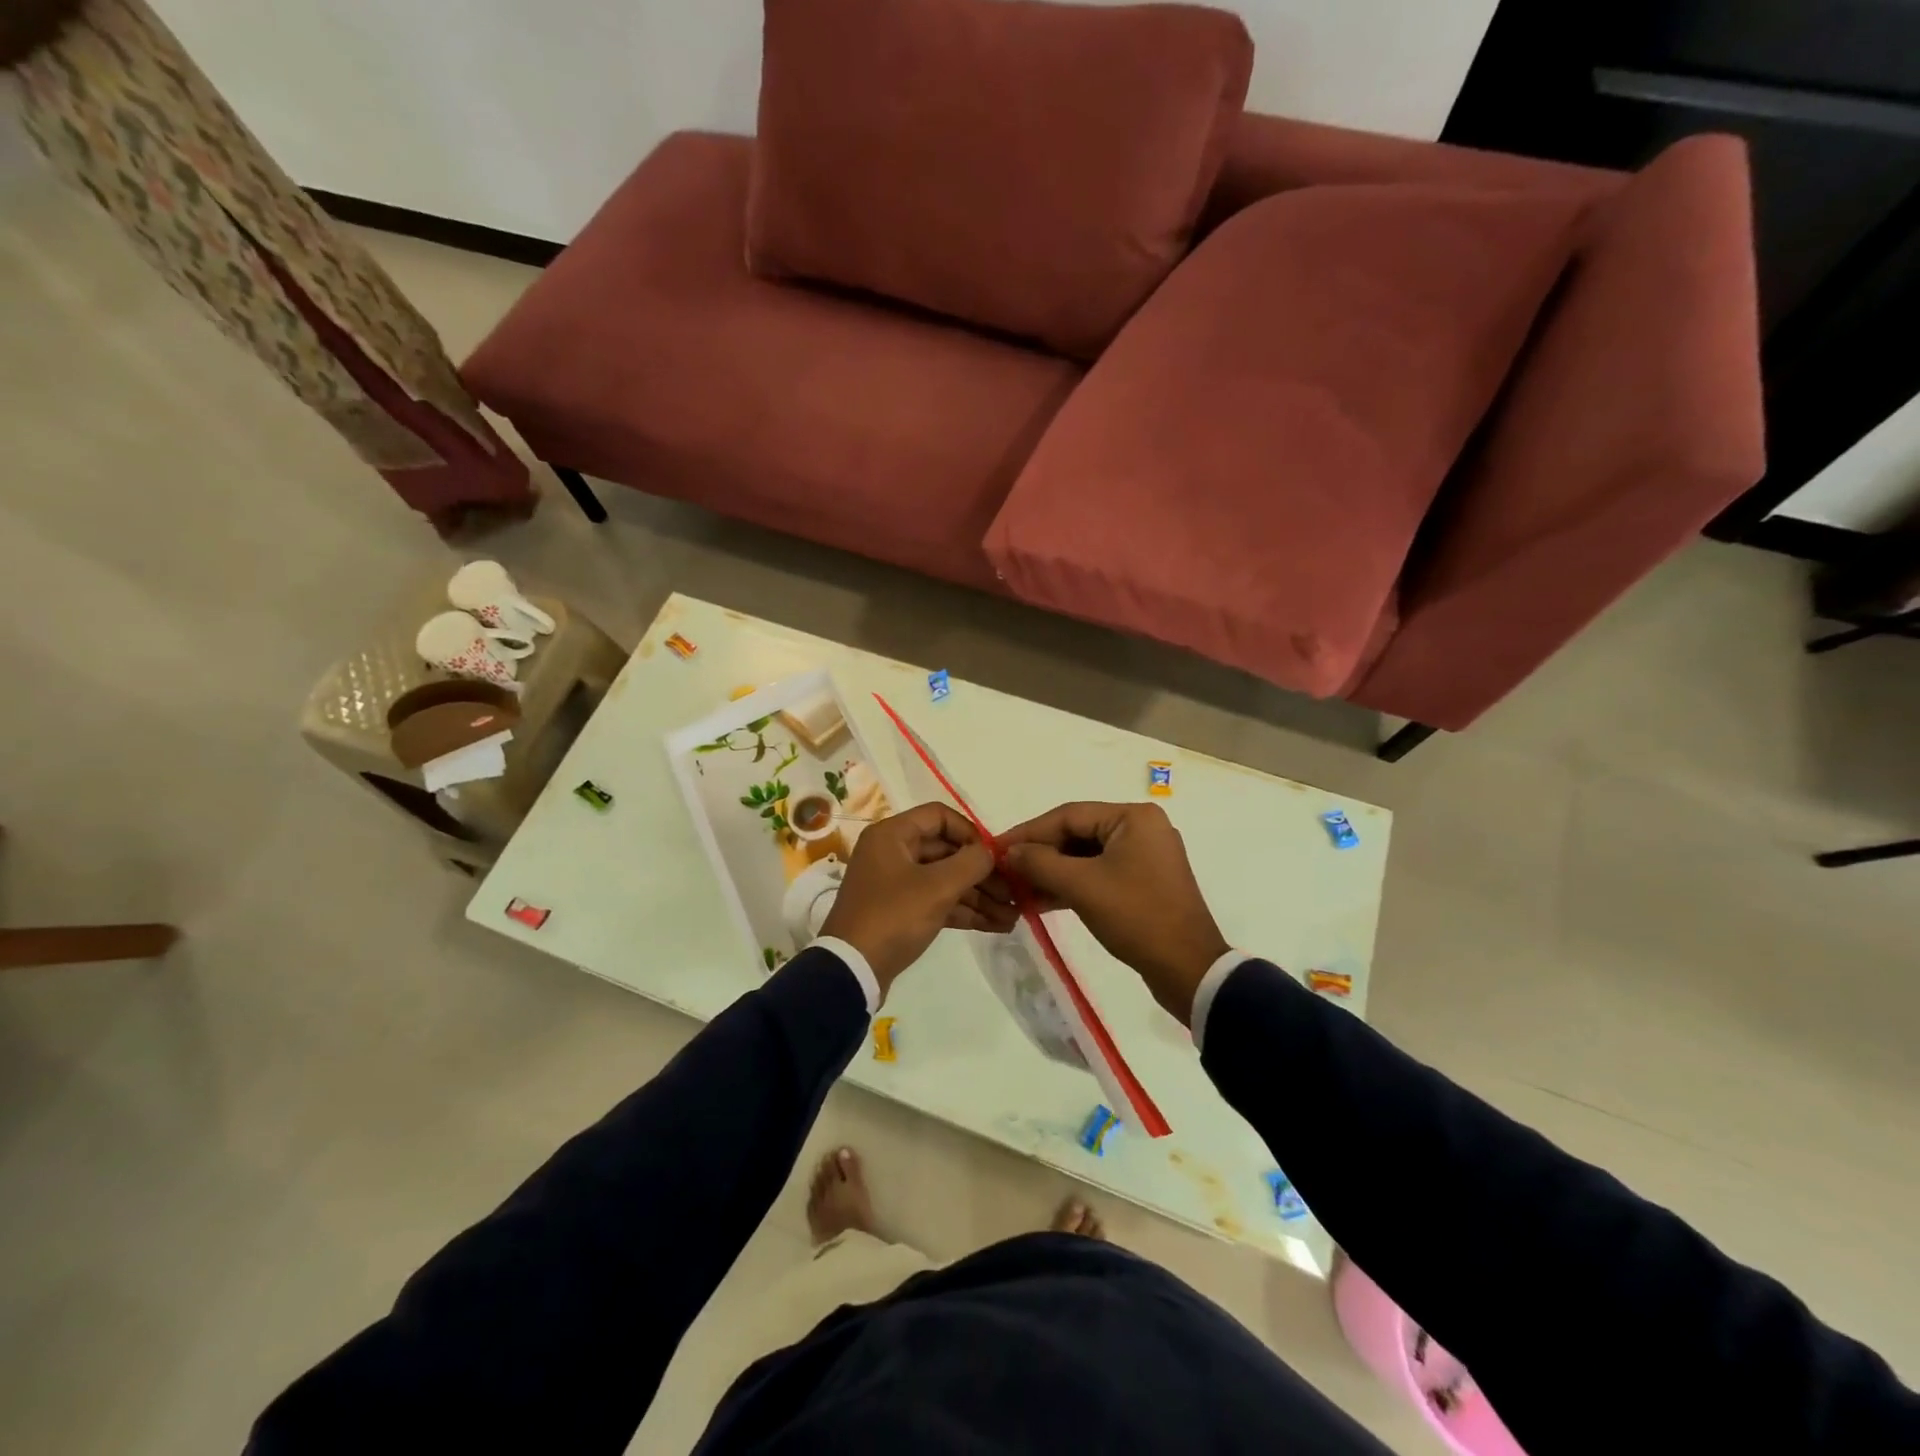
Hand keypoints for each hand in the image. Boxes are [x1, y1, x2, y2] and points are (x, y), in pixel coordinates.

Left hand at [820, 802, 1016, 995]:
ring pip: (945, 880)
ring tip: (1014, 914)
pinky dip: (964, 911)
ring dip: (979, 896)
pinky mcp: (901, 912)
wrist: (851, 971)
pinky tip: (997, 924)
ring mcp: (896, 884)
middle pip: (947, 851)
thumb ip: (971, 863)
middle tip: (1015, 892)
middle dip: (982, 873)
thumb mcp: (937, 887)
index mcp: (893, 835)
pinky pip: (938, 902)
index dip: (971, 833)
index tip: (995, 856)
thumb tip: (991, 852)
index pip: (940, 817)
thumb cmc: (893, 916)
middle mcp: (893, 853)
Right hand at [999, 801, 1228, 1024]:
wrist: (1188, 969)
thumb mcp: (1082, 887)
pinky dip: (1072, 885)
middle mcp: (1141, 828)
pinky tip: (1042, 900)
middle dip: (1040, 854)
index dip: (1028, 832)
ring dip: (1052, 872)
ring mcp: (1145, 856)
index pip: (1068, 815)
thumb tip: (1009, 852)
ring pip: (1086, 856)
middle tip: (1005, 871)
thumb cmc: (1136, 917)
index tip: (996, 847)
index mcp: (1133, 818)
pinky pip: (1099, 873)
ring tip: (1018, 889)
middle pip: (1077, 834)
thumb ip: (1040, 863)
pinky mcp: (1143, 882)